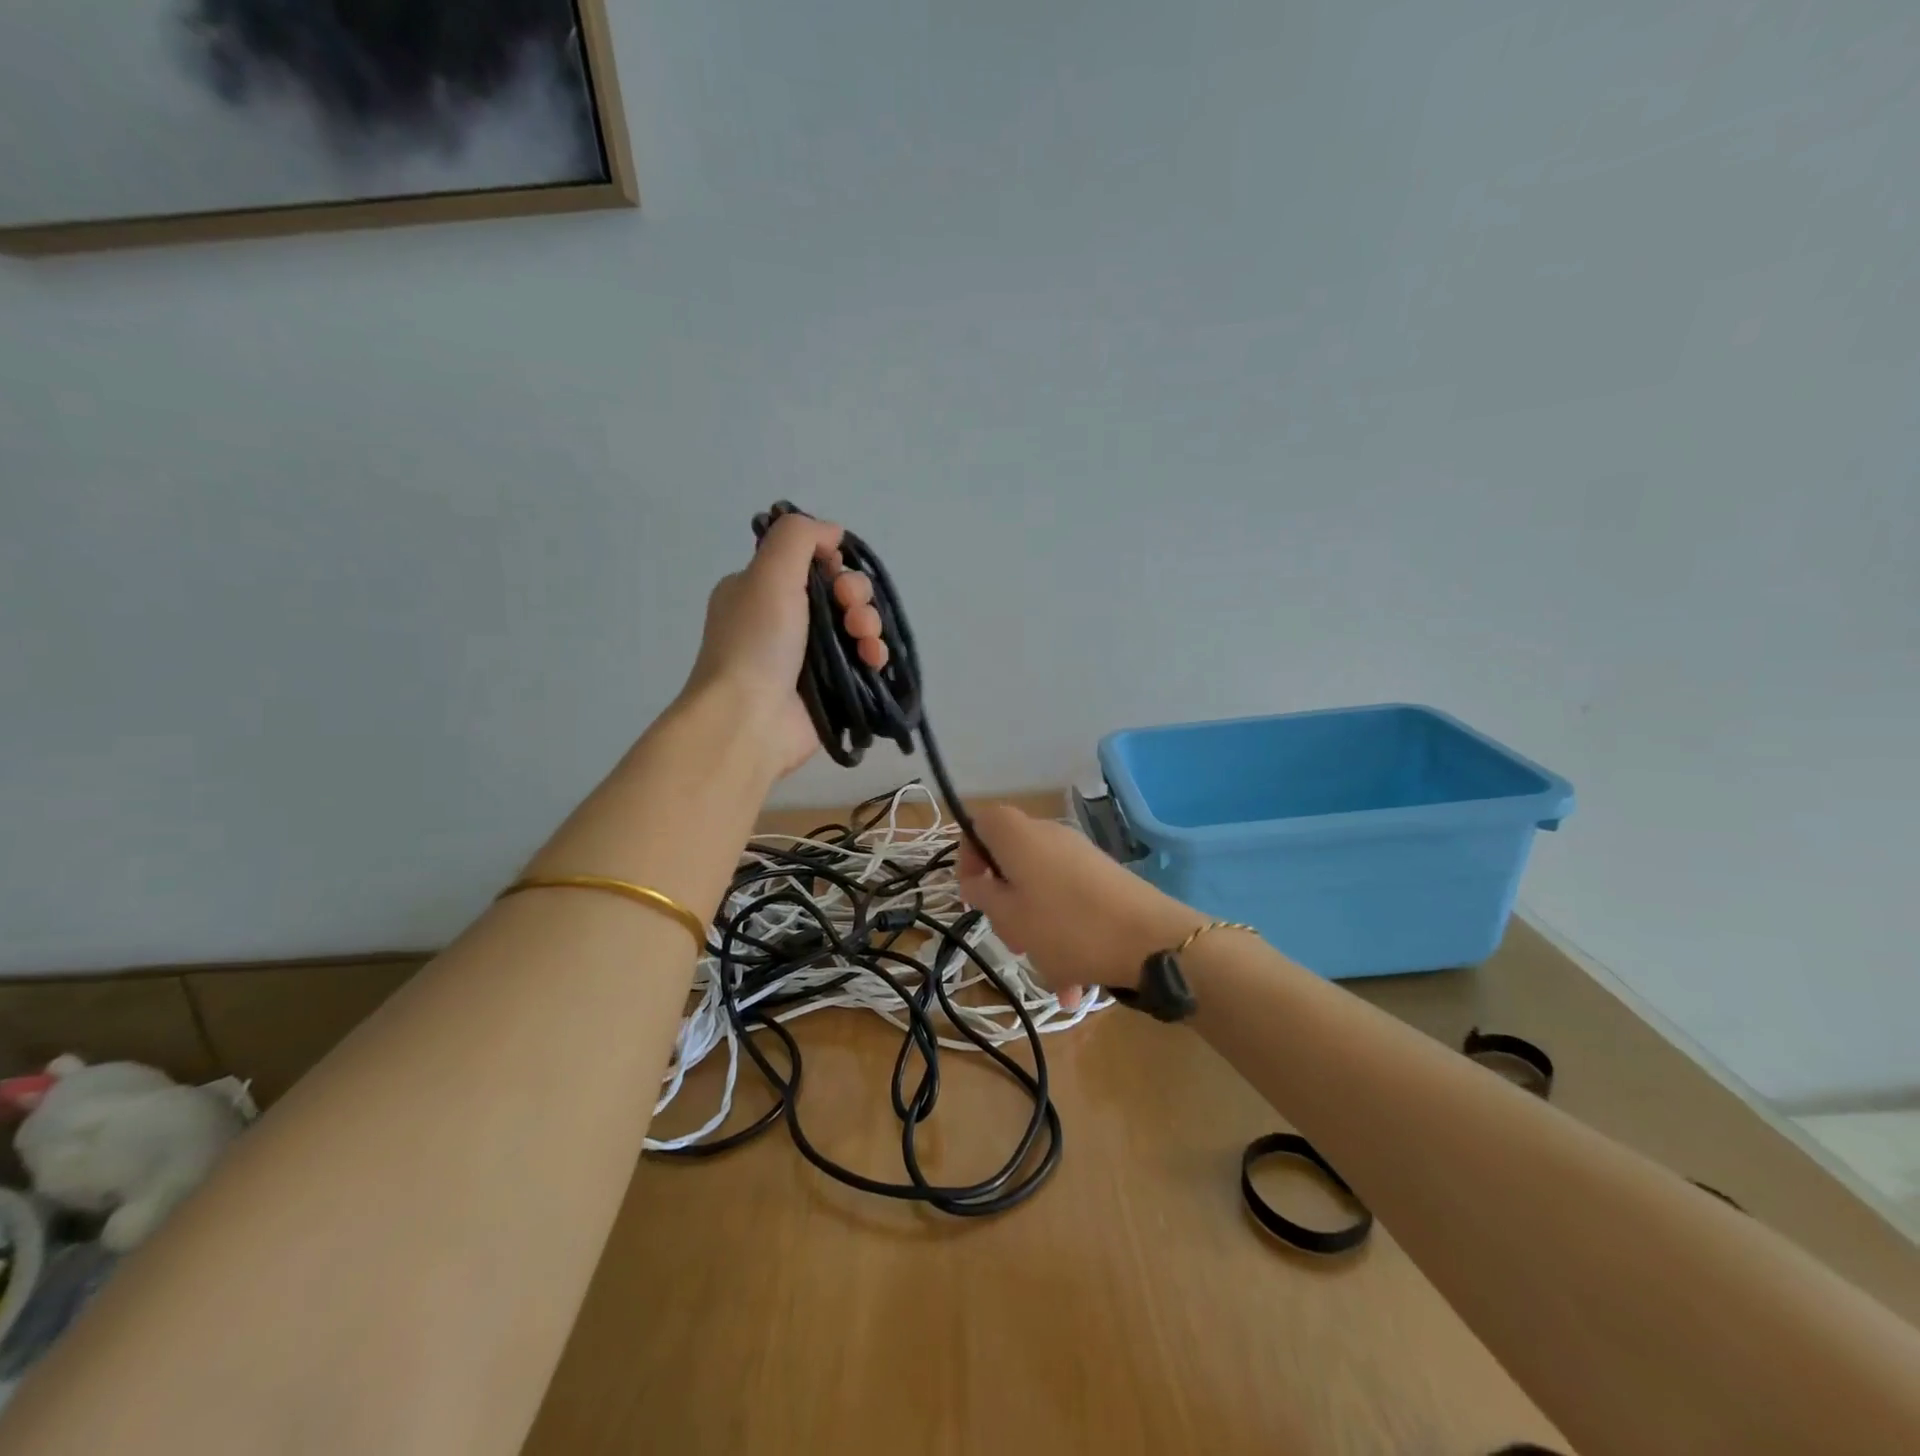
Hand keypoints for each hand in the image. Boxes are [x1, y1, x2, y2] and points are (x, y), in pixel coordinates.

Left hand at [683, 512, 887, 778]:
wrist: (750, 719)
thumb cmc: (757, 642)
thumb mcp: (768, 572)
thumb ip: (799, 537)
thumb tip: (832, 531)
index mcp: (760, 589)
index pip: (808, 561)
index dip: (832, 562)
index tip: (834, 572)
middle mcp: (783, 619)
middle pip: (838, 592)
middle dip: (855, 594)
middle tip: (850, 608)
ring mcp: (807, 655)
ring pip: (855, 625)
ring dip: (869, 624)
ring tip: (865, 639)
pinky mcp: (830, 686)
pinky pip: (862, 659)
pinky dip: (873, 654)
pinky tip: (873, 659)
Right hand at [956, 805, 1204, 1008]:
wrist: (1153, 940)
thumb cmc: (1068, 928)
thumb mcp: (1011, 918)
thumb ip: (984, 895)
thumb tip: (975, 880)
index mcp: (1021, 836)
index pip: (980, 821)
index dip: (968, 854)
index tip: (973, 893)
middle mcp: (1050, 836)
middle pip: (1011, 860)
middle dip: (1004, 902)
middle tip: (1010, 938)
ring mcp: (1081, 856)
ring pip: (1040, 889)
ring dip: (1035, 929)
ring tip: (1048, 971)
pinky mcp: (1104, 878)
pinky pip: (1069, 903)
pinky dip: (1064, 936)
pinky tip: (1073, 982)